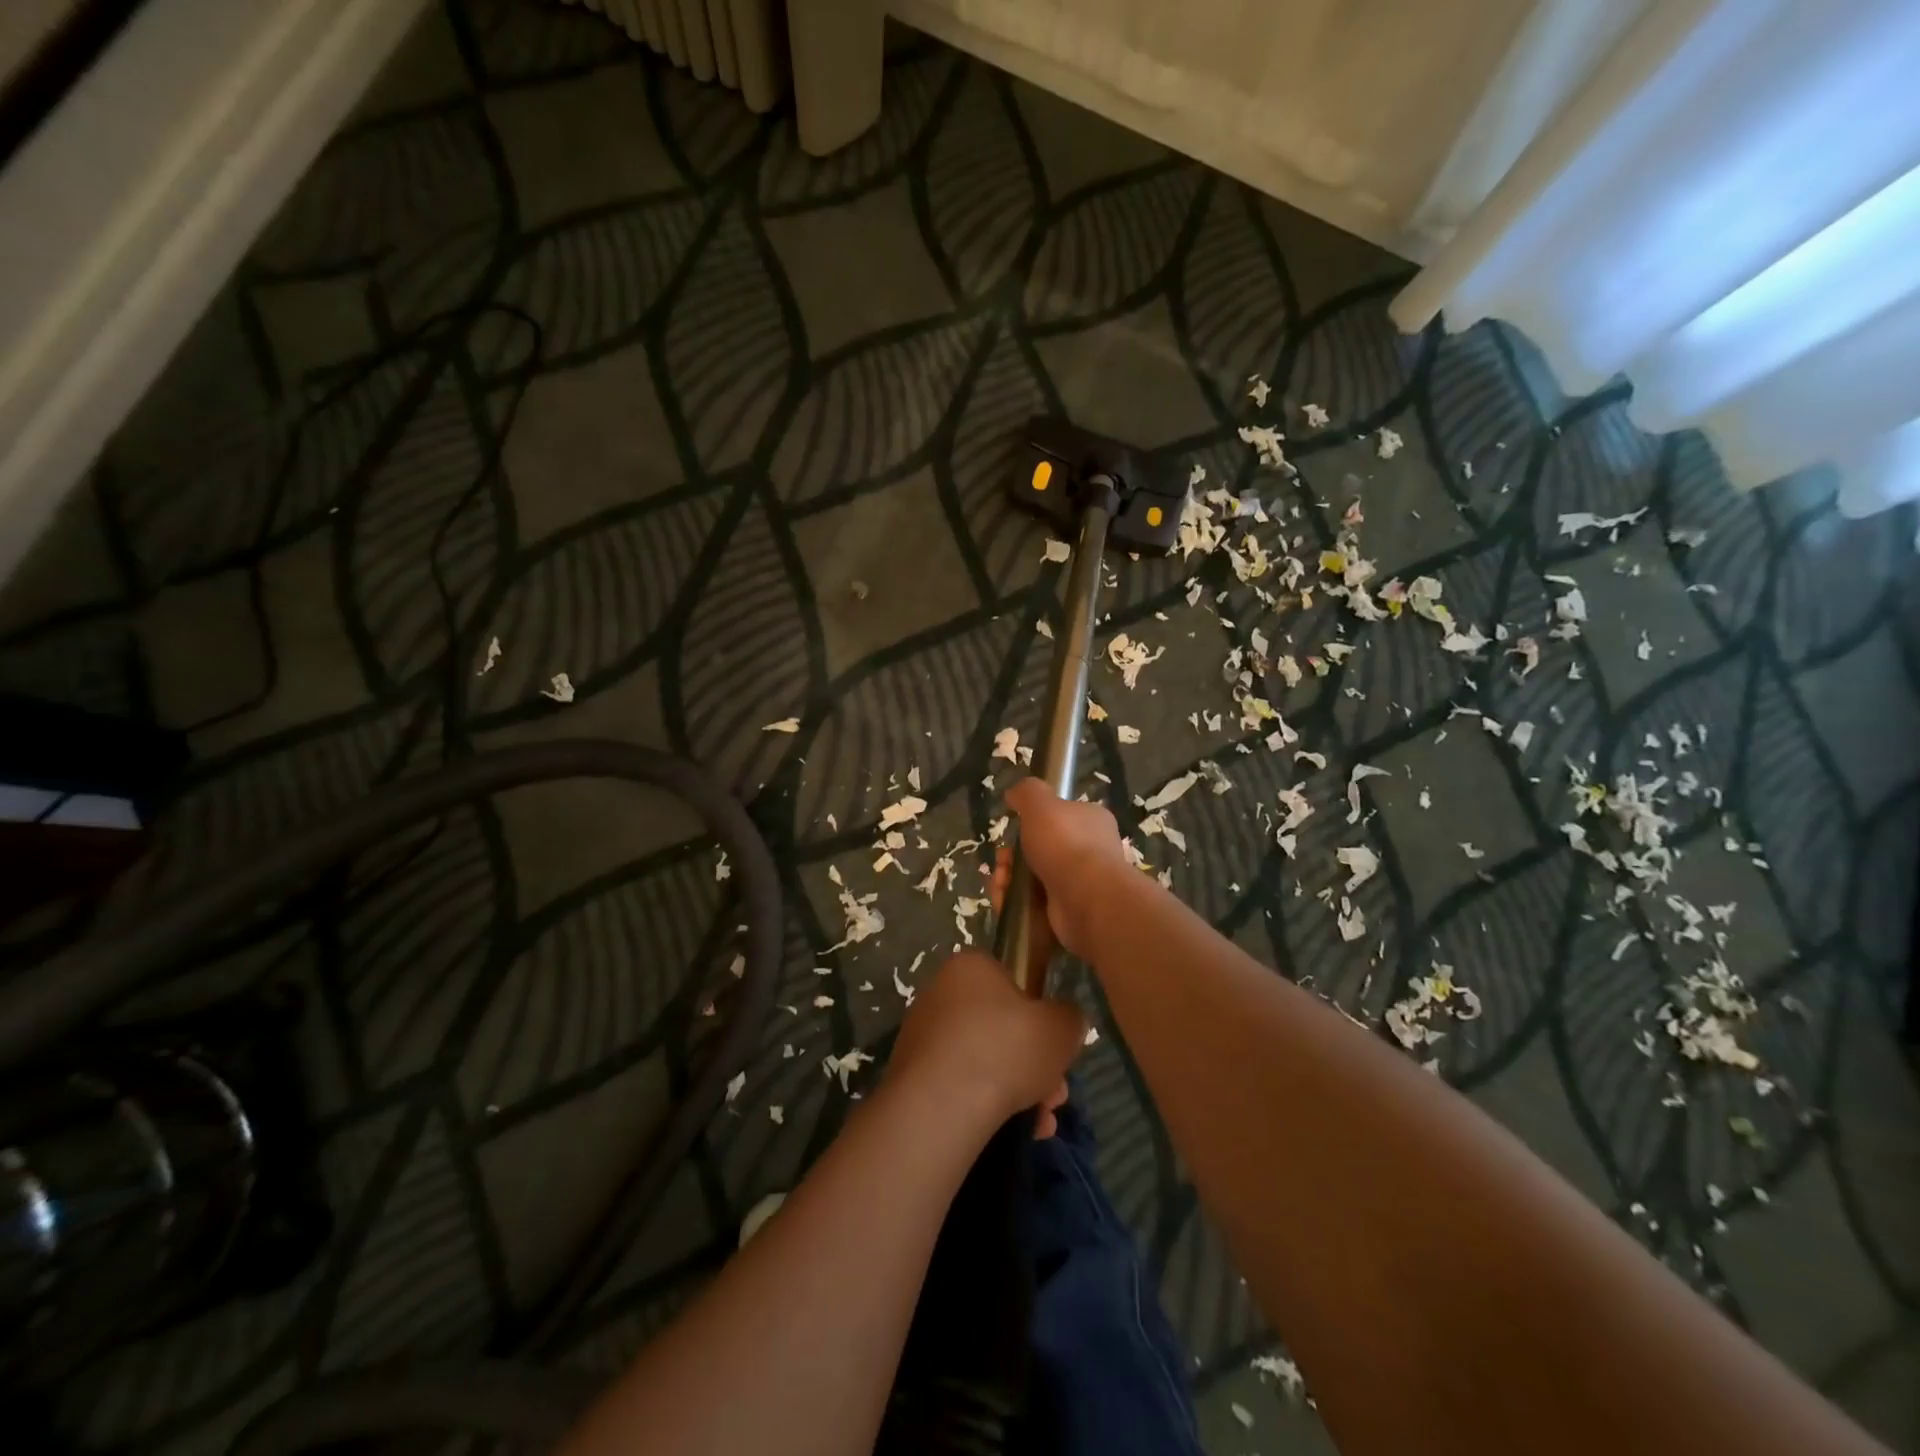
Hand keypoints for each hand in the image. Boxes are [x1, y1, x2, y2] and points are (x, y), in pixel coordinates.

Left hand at [887, 952, 1085, 1136]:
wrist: (942, 1105)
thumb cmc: (1005, 1048)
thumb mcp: (1061, 1028)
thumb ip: (1069, 1018)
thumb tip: (1065, 1021)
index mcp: (971, 967)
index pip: (1012, 982)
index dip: (1040, 1018)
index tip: (1056, 1051)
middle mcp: (941, 992)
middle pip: (1001, 1028)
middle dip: (1034, 1065)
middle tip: (1056, 1096)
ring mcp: (922, 1035)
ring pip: (984, 1061)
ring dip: (1018, 1091)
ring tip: (1041, 1124)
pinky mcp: (912, 1075)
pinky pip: (961, 1085)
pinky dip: (988, 1105)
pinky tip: (1016, 1131)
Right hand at [1001, 778, 1131, 960]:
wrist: (1087, 900)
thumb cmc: (1066, 844)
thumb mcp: (1041, 804)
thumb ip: (1027, 793)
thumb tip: (1014, 793)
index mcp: (1091, 822)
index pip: (1058, 818)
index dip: (1030, 824)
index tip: (1012, 831)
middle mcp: (1090, 852)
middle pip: (1039, 851)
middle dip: (1011, 858)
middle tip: (1002, 863)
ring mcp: (1080, 884)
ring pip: (1033, 879)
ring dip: (1009, 882)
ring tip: (1001, 887)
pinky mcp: (1068, 911)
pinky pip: (1035, 905)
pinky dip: (1016, 904)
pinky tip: (1005, 904)